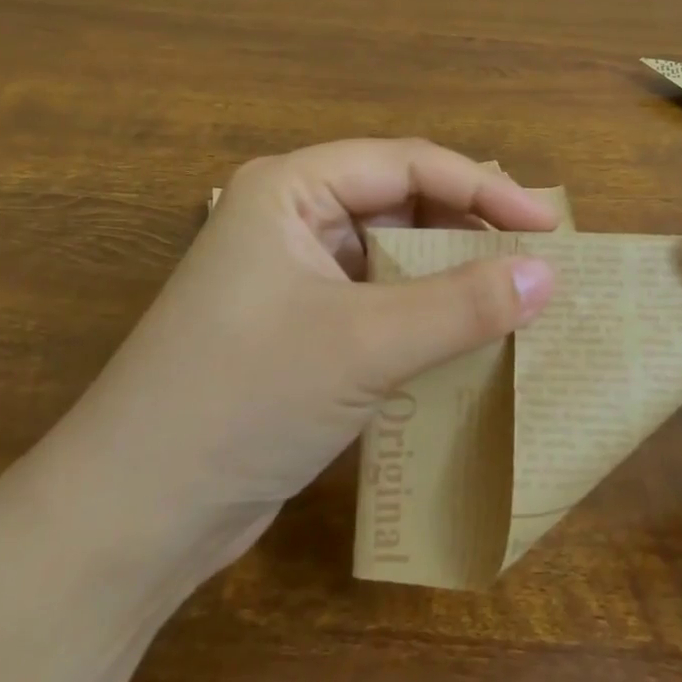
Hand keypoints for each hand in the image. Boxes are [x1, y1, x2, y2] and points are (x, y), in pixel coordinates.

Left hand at [35, 139, 557, 576]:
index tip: (548, 227)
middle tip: (538, 260)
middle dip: (468, 229)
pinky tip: (467, 339)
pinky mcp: (299, 330)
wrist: (132, 517)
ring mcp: (292, 277)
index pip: (407, 164)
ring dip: (450, 276)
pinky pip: (378, 302)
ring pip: (392, 256)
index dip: (484, 189)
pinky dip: (424, 315)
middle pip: (401, 204)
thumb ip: (463, 305)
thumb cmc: (244, 398)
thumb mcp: (365, 344)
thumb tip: (548, 275)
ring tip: (516, 298)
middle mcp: (291, 220)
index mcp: (291, 189)